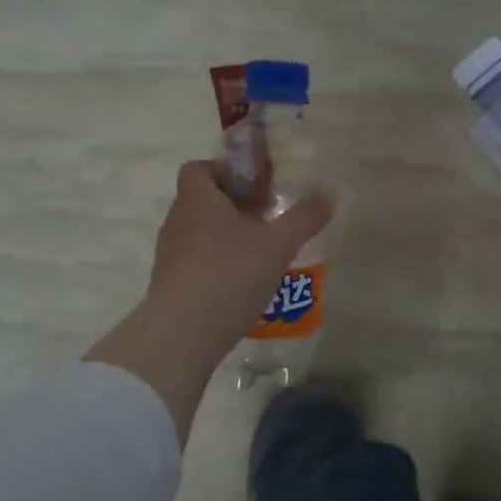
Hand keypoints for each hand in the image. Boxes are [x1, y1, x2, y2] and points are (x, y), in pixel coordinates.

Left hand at [144, 160, 335, 347]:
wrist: (183, 332)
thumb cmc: (231, 273)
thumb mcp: (278, 244)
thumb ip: (305, 217)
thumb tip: (331, 191)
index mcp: (198, 199)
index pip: (199, 168)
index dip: (226, 171)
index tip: (256, 187)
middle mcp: (178, 221)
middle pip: (202, 201)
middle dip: (234, 206)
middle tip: (267, 220)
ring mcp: (170, 255)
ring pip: (199, 233)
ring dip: (226, 237)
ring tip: (260, 255)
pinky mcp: (169, 285)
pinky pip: (195, 262)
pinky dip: (217, 265)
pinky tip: (242, 285)